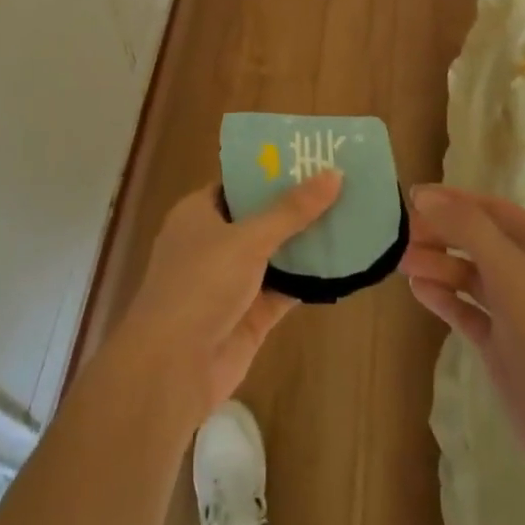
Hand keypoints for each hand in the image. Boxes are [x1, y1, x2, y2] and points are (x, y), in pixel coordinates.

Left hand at [113, 171, 342, 428]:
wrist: (173, 367)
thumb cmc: (200, 284)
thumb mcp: (248, 239)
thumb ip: (291, 210)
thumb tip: (334, 173)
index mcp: (198, 213)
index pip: (237, 183)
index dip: (271, 170)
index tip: (311, 157)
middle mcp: (213, 243)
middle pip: (260, 217)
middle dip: (296, 204)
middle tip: (342, 182)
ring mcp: (232, 281)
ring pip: (276, 253)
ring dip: (307, 241)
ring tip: (352, 215)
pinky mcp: (250, 314)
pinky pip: (285, 288)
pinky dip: (309, 278)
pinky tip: (344, 262)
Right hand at [401, 184, 524, 498]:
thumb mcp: (508, 268)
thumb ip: (466, 226)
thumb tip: (424, 195)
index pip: (488, 207)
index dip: (451, 200)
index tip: (410, 197)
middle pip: (475, 239)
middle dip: (440, 233)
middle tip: (399, 234)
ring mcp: (514, 308)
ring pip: (468, 274)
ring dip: (436, 263)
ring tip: (400, 261)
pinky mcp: (500, 342)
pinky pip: (465, 308)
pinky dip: (442, 297)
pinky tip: (417, 289)